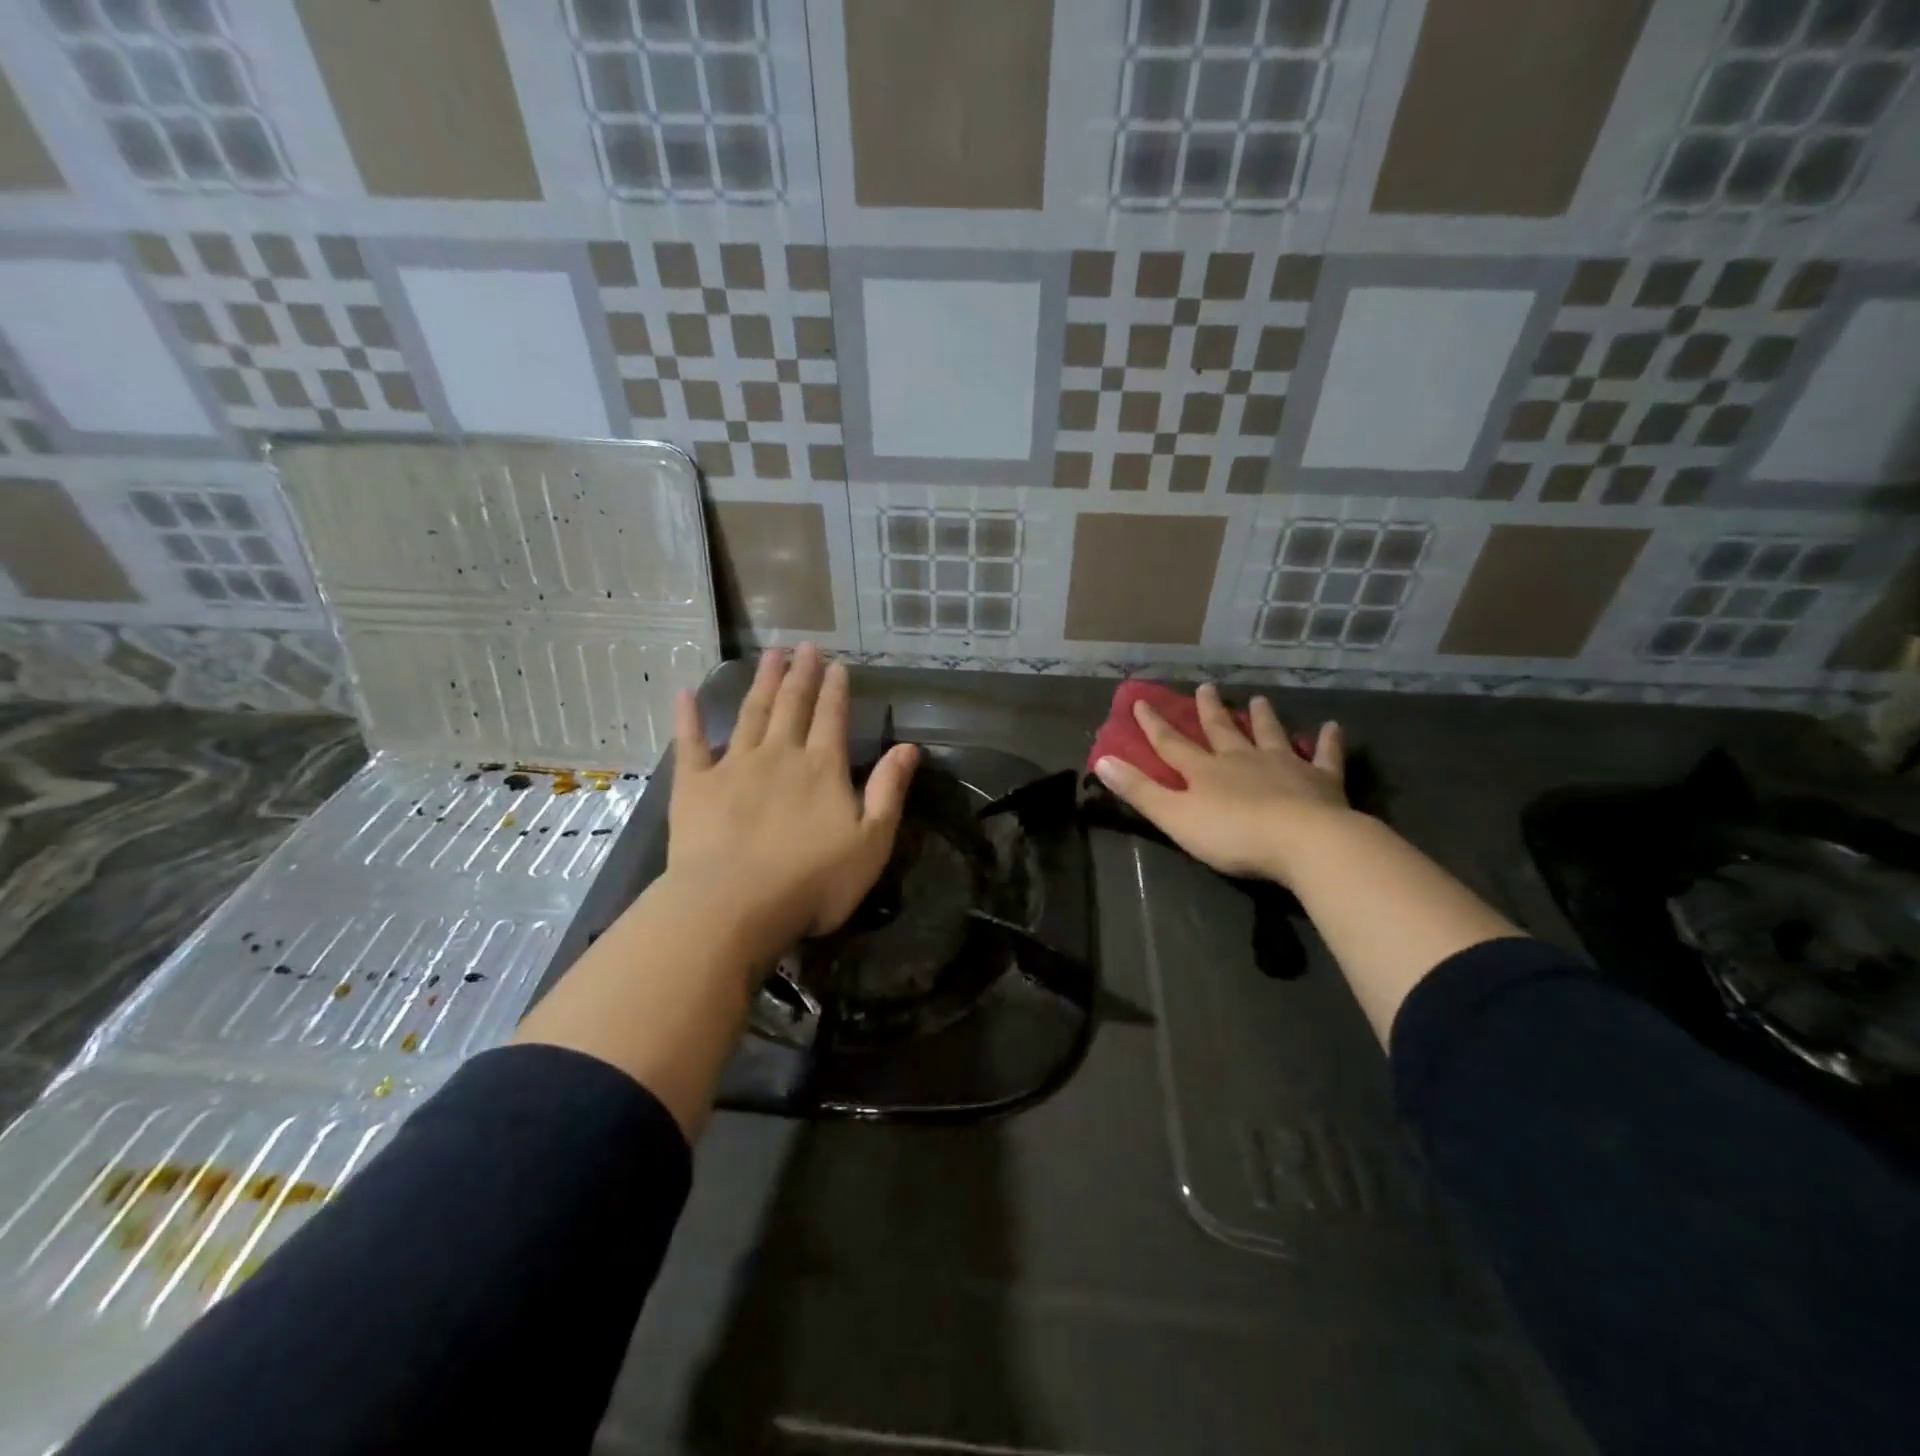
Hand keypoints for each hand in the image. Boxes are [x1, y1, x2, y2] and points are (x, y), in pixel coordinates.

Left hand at [668, 644, 918, 965]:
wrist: (734, 905)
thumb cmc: (813, 881)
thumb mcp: (871, 841)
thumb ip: (889, 791)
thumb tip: (909, 747)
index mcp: (822, 768)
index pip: (832, 718)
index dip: (835, 690)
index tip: (836, 664)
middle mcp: (780, 755)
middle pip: (792, 705)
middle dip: (800, 674)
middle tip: (804, 646)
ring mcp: (734, 766)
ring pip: (752, 713)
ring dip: (761, 682)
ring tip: (769, 654)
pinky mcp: (695, 785)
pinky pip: (691, 743)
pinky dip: (688, 718)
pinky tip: (685, 693)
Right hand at [1093, 684, 1347, 885]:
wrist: (1303, 842)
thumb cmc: (1232, 834)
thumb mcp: (1174, 817)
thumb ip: (1139, 790)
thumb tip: (1101, 761)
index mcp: (1205, 771)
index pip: (1171, 744)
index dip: (1154, 724)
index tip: (1141, 702)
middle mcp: (1242, 760)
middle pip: (1222, 731)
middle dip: (1210, 711)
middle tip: (1207, 687)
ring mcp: (1284, 766)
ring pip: (1269, 735)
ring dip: (1263, 717)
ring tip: (1260, 699)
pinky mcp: (1321, 781)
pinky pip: (1325, 756)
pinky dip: (1328, 742)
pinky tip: (1333, 727)